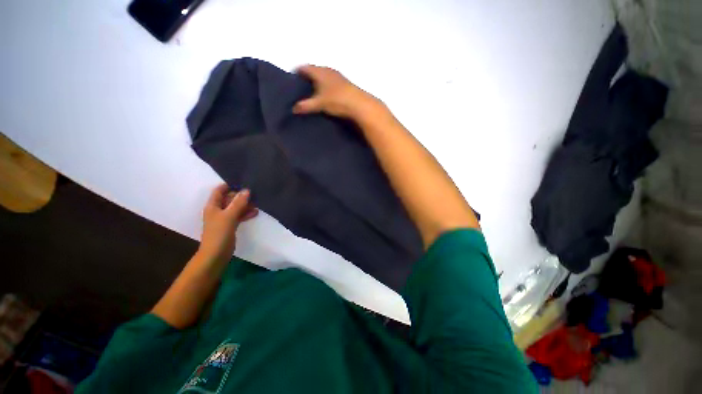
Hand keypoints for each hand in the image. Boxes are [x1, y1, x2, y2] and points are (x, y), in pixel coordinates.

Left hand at [198, 184, 257, 263]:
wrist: (216, 254)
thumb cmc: (219, 233)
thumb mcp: (229, 216)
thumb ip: (238, 203)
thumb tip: (247, 190)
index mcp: (213, 206)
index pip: (219, 191)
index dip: (228, 185)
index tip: (242, 182)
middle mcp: (218, 210)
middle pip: (229, 199)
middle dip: (240, 196)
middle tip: (254, 193)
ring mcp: (224, 218)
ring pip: (235, 208)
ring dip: (245, 205)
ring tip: (257, 202)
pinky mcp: (230, 226)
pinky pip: (238, 216)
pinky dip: (246, 213)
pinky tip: (255, 212)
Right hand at [293, 65, 378, 118]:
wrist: (359, 104)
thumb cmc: (337, 100)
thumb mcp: (319, 104)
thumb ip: (306, 106)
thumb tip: (293, 109)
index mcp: (319, 71)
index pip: (304, 67)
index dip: (297, 72)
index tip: (292, 79)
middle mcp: (328, 70)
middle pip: (314, 70)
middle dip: (307, 77)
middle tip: (301, 87)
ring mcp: (338, 76)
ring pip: (324, 75)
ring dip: (318, 81)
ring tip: (312, 92)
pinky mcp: (345, 83)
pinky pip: (331, 81)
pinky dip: (326, 86)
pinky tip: (326, 95)